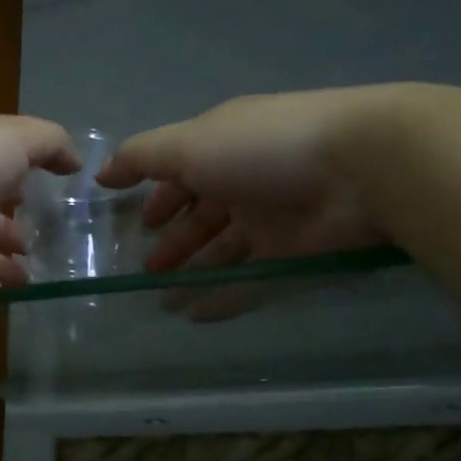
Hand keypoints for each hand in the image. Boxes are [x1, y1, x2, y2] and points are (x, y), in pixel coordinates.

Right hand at [97, 88, 408, 273]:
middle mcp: (244, 181)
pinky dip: (222, 297)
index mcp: (221, 148)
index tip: (136, 226)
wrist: (360, 168)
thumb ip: (141, 158)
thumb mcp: (189, 144)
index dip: (158, 198)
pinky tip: (195, 316)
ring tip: (161, 301)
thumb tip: (100, 172)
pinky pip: (249, 279)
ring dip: (191, 273)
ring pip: (221, 250)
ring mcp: (270, 218)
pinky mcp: (292, 253)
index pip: (182, 174)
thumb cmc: (262, 148)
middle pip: (200, 216)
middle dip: (172, 243)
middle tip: (145, 274)